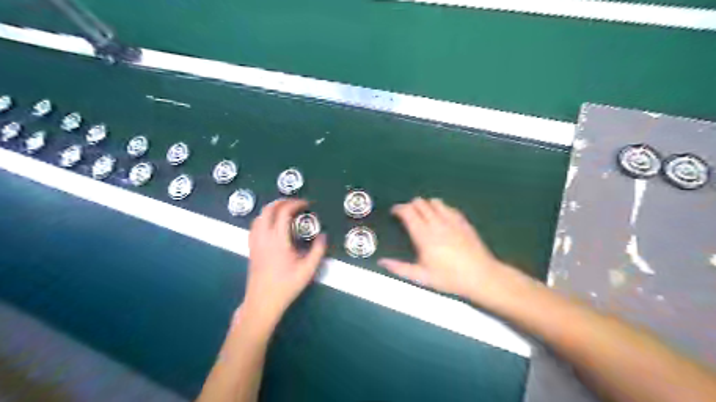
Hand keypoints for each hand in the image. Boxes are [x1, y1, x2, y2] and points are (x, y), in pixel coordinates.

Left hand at [243, 198, 325, 325]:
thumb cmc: (286, 286)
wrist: (262, 302)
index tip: (307, 205)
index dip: (295, 204)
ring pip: (259, 216)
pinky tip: (273, 224)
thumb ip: (318, 250)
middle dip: (282, 202)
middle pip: (268, 209)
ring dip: (272, 209)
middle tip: (296, 203)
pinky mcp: (251, 248)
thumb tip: (323, 235)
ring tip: (285, 211)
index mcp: (277, 240)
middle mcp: (263, 237)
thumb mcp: (308, 270)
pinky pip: (255, 225)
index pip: (284, 212)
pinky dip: (264, 218)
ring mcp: (255, 242)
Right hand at [380, 197, 514, 304]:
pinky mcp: (463, 221)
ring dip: (426, 205)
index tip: (394, 212)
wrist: (481, 277)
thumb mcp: (421, 277)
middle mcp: (436, 223)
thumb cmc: (449, 278)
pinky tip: (441, 217)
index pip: (408, 212)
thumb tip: (381, 262)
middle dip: (410, 205)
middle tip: (407, 215)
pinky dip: (441, 208)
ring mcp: (452, 220)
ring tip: (423, 214)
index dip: (398, 209)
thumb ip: (400, 268)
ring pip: (435, 202)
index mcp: (424, 235)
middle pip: (420, 203)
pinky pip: (449, 207)